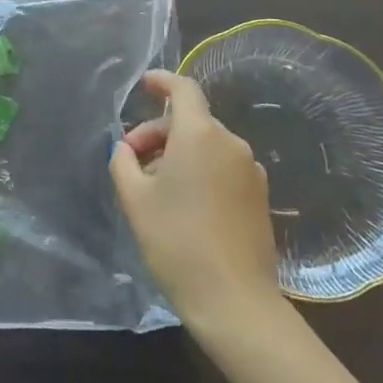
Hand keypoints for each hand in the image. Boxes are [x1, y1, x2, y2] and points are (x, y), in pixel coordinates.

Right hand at [110, 69, 285, 321]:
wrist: (234, 301)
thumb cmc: (176, 241)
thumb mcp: (134, 198)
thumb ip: (123, 161)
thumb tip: (127, 149)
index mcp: (200, 135)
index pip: (184, 89)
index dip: (162, 81)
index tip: (144, 84)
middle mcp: (231, 144)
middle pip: (191, 120)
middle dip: (158, 132)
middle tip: (132, 160)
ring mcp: (251, 171)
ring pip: (207, 145)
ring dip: (179, 153)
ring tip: (154, 186)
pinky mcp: (260, 197)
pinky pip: (223, 167)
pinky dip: (200, 170)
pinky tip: (183, 203)